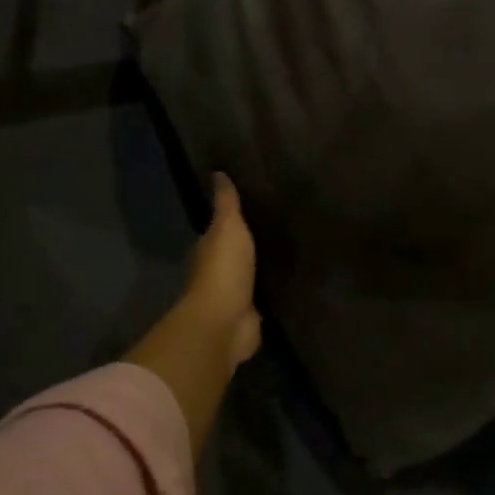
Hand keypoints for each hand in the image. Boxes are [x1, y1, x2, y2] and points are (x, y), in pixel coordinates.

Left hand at [126, 174, 260, 450]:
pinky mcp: (250, 316)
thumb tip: (217, 172)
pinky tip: (287, 283)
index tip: (251, 209)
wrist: (225, 322)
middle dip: (248, 247)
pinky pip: (263, 299)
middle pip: (234, 255)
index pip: (218, 231)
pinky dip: (271, 292)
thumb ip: (226, 204)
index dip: (230, 222)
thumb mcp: (227, 227)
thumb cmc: (223, 270)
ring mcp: (234, 297)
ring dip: (260, 270)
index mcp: (207, 251)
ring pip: (249, 277)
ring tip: (287, 254)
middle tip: (276, 230)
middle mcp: (217, 273)